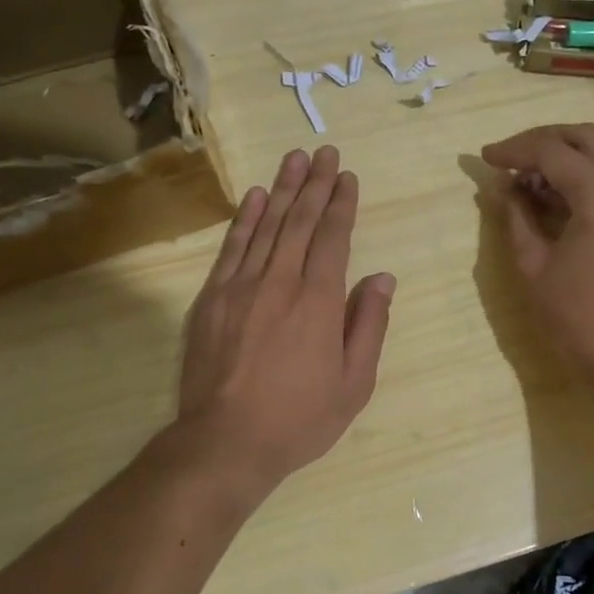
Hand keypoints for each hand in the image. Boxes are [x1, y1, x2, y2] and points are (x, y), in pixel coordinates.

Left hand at [176, 145, 394, 490]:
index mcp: (319, 300)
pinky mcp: (212, 298)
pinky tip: (255, 197)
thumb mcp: (355, 382)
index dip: (342, 204)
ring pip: (266, 225)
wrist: (226, 441)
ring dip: (283, 189)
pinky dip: (245, 219)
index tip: (347, 176)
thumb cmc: (300, 417)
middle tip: (324, 152)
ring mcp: (241, 286)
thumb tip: (382, 278)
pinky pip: (232, 247)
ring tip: (294, 159)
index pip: (333, 237)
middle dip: (315, 184)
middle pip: (300, 221)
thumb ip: (369, 324)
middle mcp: (281, 281)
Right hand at [481, 123, 593, 384]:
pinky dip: (584, 176)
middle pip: (586, 137)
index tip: (485, 157)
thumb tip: (503, 188)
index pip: (552, 151)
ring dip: (565, 157)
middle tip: (510, 158)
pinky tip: (556, 199)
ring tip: (527, 181)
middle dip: (543, 140)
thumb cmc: (577, 317)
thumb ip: (516, 217)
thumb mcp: (534, 266)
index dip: (514, 150)